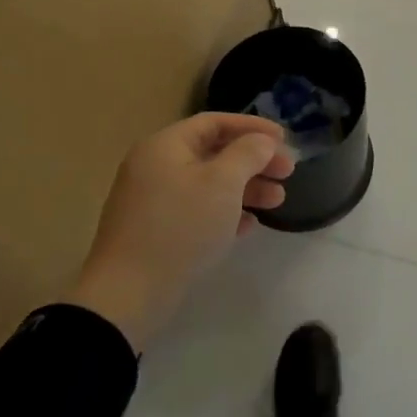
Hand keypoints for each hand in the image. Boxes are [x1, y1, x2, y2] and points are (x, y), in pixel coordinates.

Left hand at [66, 113, 295, 350]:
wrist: (128, 294)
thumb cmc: (181, 226)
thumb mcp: (222, 183)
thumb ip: (248, 154)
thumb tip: (262, 142)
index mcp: (165, 146)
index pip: (215, 122)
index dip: (253, 127)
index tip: (285, 139)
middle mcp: (155, 166)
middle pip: (214, 153)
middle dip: (254, 161)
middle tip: (288, 173)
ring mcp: (153, 201)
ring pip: (208, 183)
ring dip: (245, 188)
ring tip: (277, 202)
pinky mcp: (156, 231)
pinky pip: (197, 210)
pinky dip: (225, 212)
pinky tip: (248, 226)